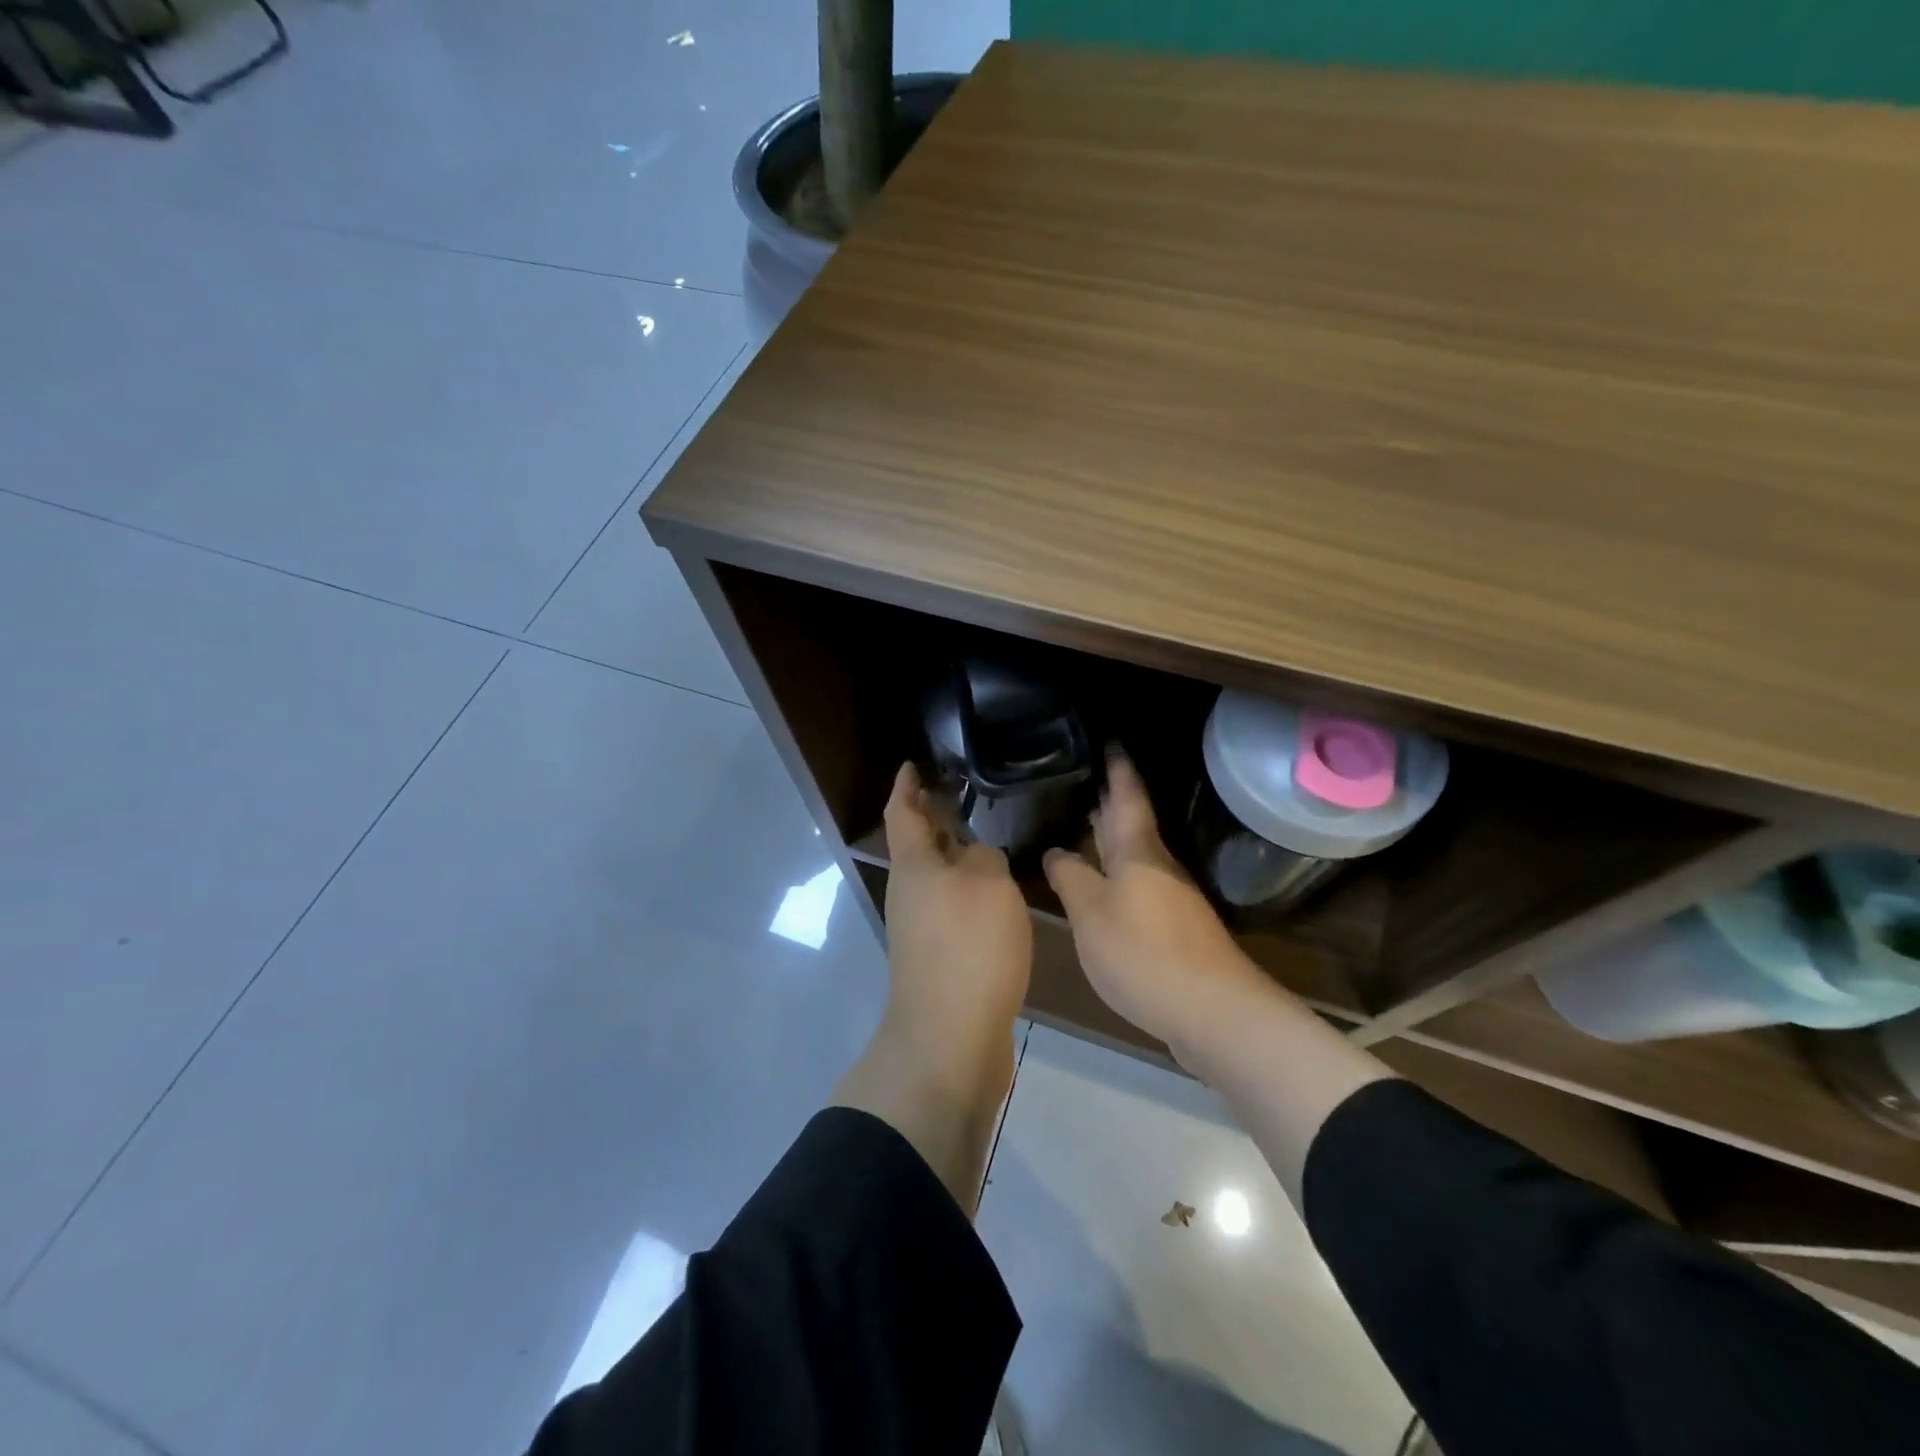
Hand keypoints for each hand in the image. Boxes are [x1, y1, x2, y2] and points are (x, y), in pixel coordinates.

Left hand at [881, 763, 1032, 1078]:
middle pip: (916, 843)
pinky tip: (992, 891)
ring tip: (983, 836)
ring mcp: (919, 926)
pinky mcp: (936, 955)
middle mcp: (909, 891)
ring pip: (934, 875)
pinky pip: (948, 904)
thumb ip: (985, 857)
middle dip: (932, 816)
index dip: (906, 784)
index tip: (913, 763)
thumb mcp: (990, 885)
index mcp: (913, 865)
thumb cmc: (968, 947)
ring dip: (951, 852)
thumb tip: (976, 858)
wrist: (950, 1037)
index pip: (901, 811)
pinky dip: (964, 887)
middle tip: (959, 793)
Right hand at [1043, 752, 1267, 1051]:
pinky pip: (1136, 883)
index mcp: (1137, 850)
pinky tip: (1099, 882)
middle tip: (1081, 775)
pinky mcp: (1172, 925)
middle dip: (1109, 798)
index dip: (1117, 766)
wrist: (1212, 1011)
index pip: (1127, 794)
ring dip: (1110, 835)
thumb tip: (1056, 852)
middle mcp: (1157, 865)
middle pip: (1130, 822)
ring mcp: (1169, 896)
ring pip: (1133, 853)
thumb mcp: (1092, 914)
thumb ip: (1070, 878)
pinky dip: (1115, 871)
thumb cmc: (1144, 952)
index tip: (1108, 738)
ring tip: (1081, 821)